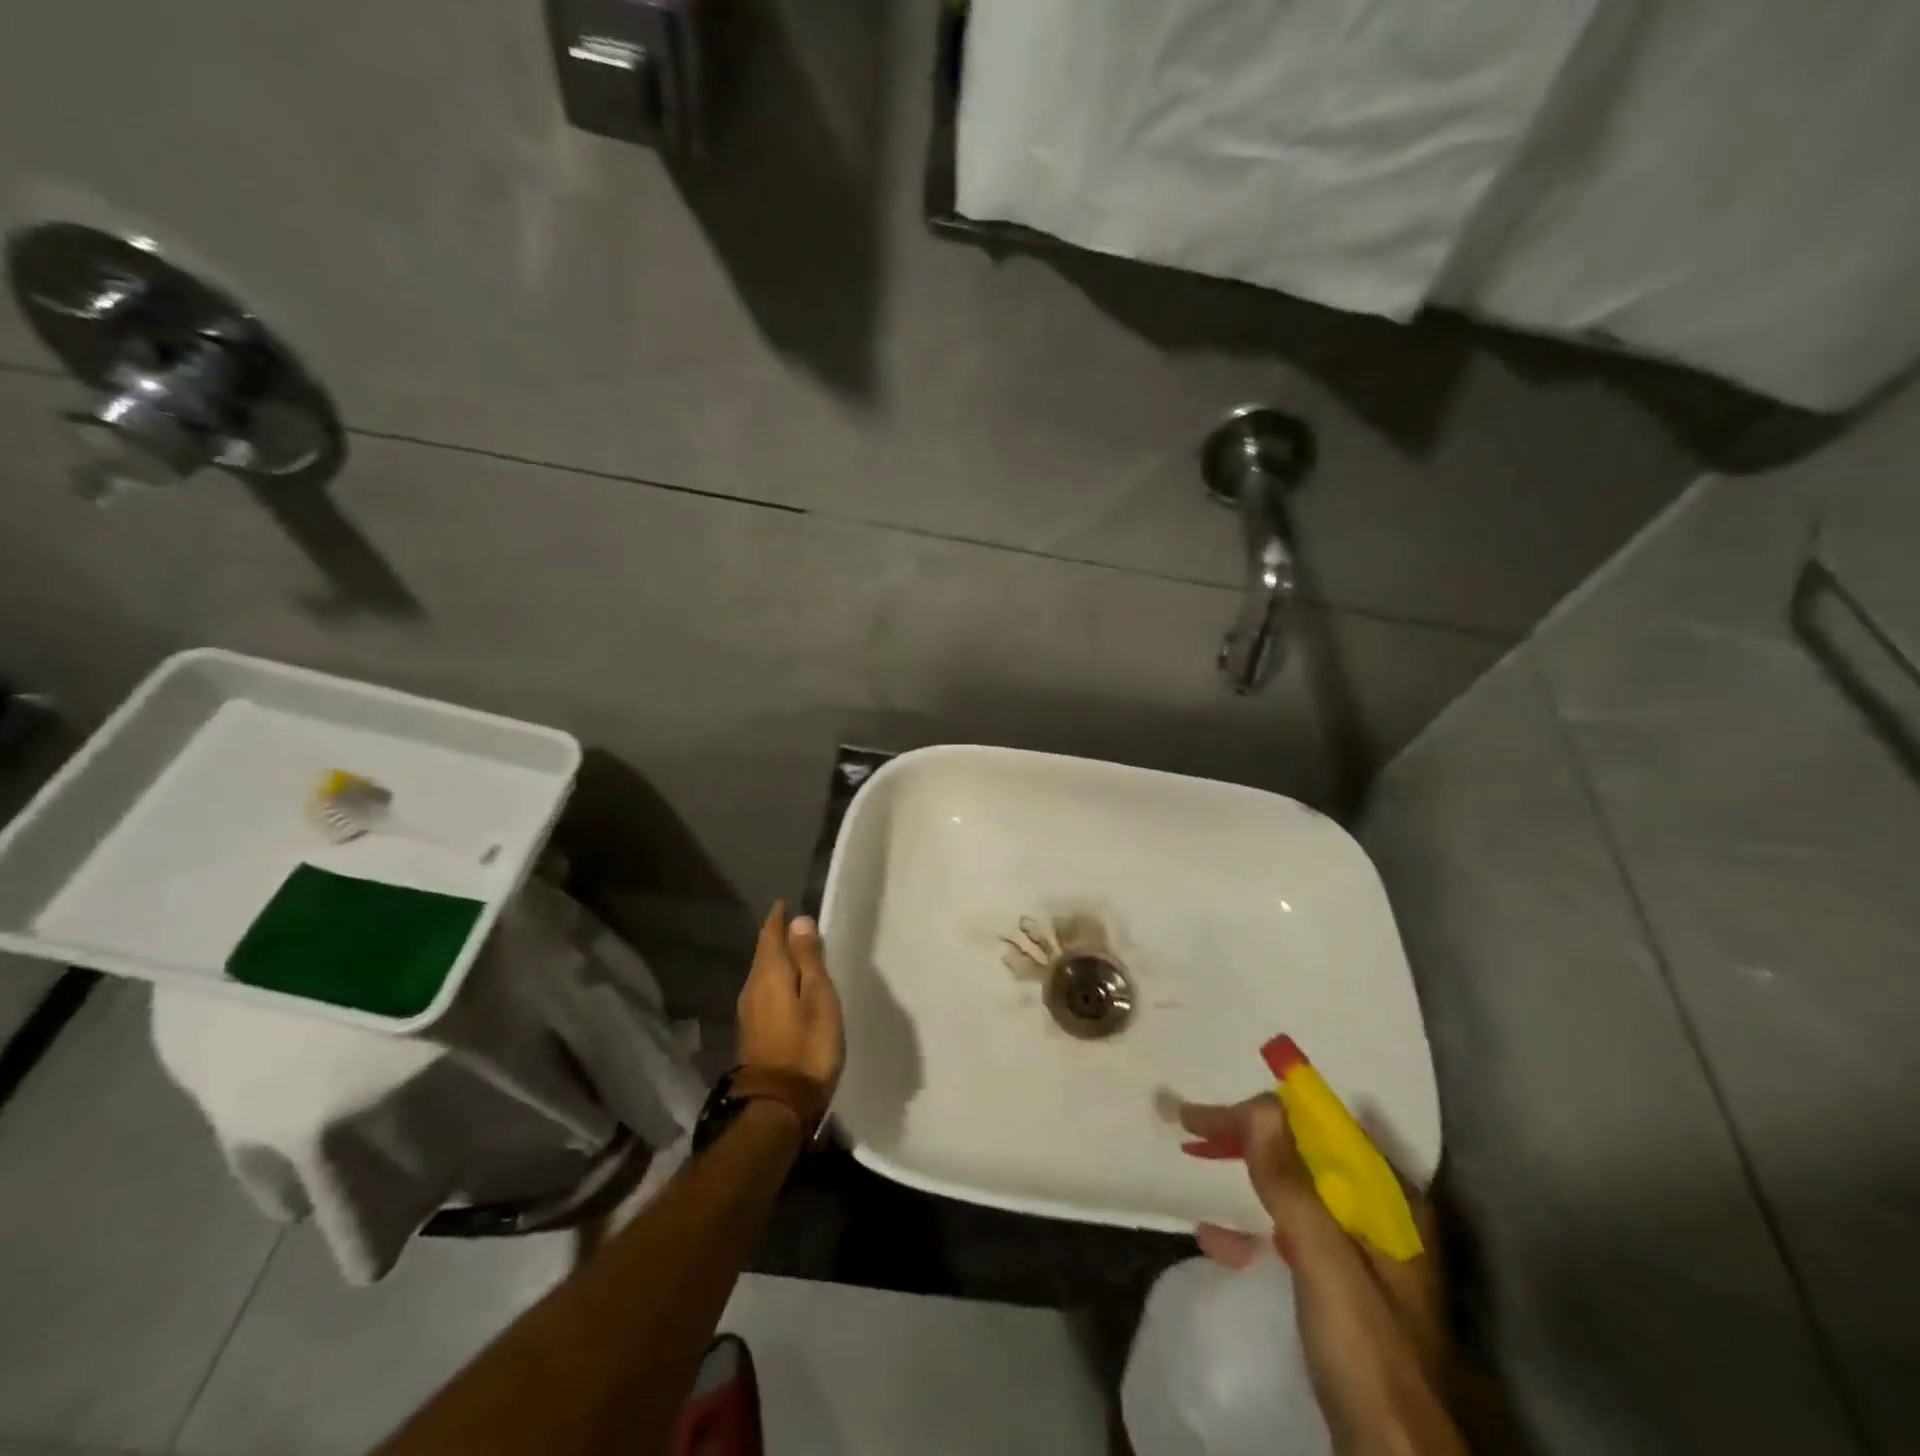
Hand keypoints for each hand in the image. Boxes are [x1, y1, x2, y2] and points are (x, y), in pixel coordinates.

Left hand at [737, 903, 844, 1097]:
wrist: (778, 1105)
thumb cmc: (807, 1046)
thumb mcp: (818, 997)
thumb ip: (809, 959)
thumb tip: (799, 921)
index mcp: (769, 974)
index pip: (770, 935)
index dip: (778, 919)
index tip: (785, 903)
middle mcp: (752, 988)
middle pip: (764, 954)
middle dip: (777, 938)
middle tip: (795, 925)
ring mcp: (750, 1013)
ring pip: (763, 975)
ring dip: (777, 961)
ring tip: (797, 954)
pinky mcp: (754, 1033)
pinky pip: (765, 993)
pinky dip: (777, 982)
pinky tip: (789, 988)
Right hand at [1179, 1096, 1465, 1455]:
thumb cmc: (1364, 1351)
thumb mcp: (1323, 1260)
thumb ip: (1291, 1183)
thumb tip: (1261, 1103)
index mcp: (1387, 1199)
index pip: (1319, 1126)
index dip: (1264, 1111)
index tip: (1209, 1115)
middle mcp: (1378, 1216)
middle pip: (1305, 1153)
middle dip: (1249, 1136)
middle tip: (1191, 1126)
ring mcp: (1362, 1255)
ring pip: (1295, 1190)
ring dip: (1247, 1170)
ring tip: (1196, 1157)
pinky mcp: (1343, 1292)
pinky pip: (1290, 1236)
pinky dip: (1251, 1226)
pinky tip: (1213, 1235)